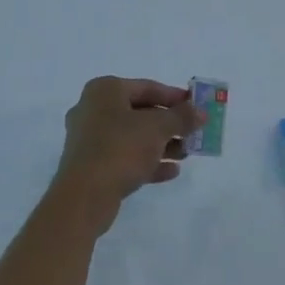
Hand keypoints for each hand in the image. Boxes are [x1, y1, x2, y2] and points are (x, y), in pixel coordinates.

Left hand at [51, 77, 198, 232]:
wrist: (83, 197)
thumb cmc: (120, 148)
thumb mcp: (157, 128)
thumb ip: (181, 117)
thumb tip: (201, 112)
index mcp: (105, 90)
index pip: (147, 87)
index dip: (174, 97)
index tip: (195, 106)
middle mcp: (93, 110)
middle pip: (140, 113)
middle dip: (169, 124)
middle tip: (192, 132)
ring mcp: (90, 140)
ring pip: (133, 137)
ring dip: (161, 145)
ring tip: (186, 154)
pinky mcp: (91, 167)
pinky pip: (124, 158)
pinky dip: (147, 162)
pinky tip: (171, 171)